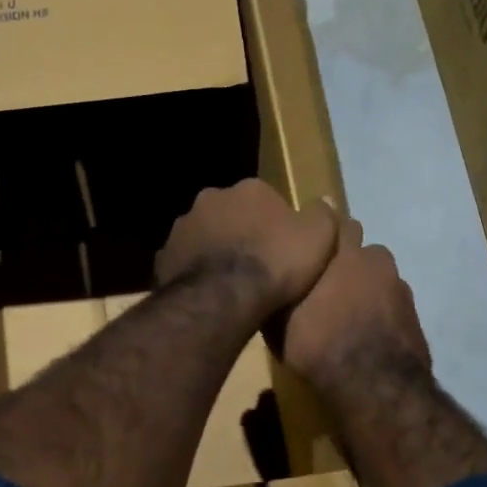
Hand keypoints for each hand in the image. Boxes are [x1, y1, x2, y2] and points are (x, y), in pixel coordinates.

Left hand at [154, 179, 339, 316]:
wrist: (225, 298)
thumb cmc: (276, 263)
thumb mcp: (319, 237)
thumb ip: (323, 214)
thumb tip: (323, 202)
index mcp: (248, 189)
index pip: (265, 199)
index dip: (276, 224)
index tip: (283, 248)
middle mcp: (210, 199)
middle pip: (231, 214)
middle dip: (240, 232)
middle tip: (255, 265)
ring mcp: (182, 227)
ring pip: (204, 236)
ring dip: (215, 251)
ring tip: (231, 283)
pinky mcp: (163, 257)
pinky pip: (184, 262)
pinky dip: (194, 272)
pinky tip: (208, 294)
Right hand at [282, 216, 431, 397]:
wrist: (375, 386)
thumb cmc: (319, 344)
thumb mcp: (279, 321)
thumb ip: (280, 292)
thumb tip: (272, 281)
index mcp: (345, 254)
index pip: (338, 225)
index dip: (324, 235)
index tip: (311, 246)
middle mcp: (377, 263)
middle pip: (362, 253)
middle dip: (348, 262)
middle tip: (327, 285)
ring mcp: (401, 290)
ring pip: (380, 280)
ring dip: (366, 290)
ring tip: (347, 315)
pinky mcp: (414, 318)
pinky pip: (392, 307)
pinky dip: (380, 315)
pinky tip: (365, 335)